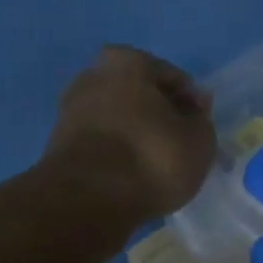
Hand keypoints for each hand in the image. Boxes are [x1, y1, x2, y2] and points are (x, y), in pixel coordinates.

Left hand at [44, 45, 215, 219]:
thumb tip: (195, 109)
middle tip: (181, 148)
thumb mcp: (199, 141)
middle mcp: (93, 75)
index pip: (173, 78)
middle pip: (141, 96)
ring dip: (139, 137)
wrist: (89, 200)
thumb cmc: (152, 159)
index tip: (201, 131)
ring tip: (158, 167)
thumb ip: (202, 121)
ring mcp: (71, 109)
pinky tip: (133, 176)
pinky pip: (103, 143)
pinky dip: (119, 154)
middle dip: (161, 118)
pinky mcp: (60, 144)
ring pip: (120, 120)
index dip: (192, 105)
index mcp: (128, 61)